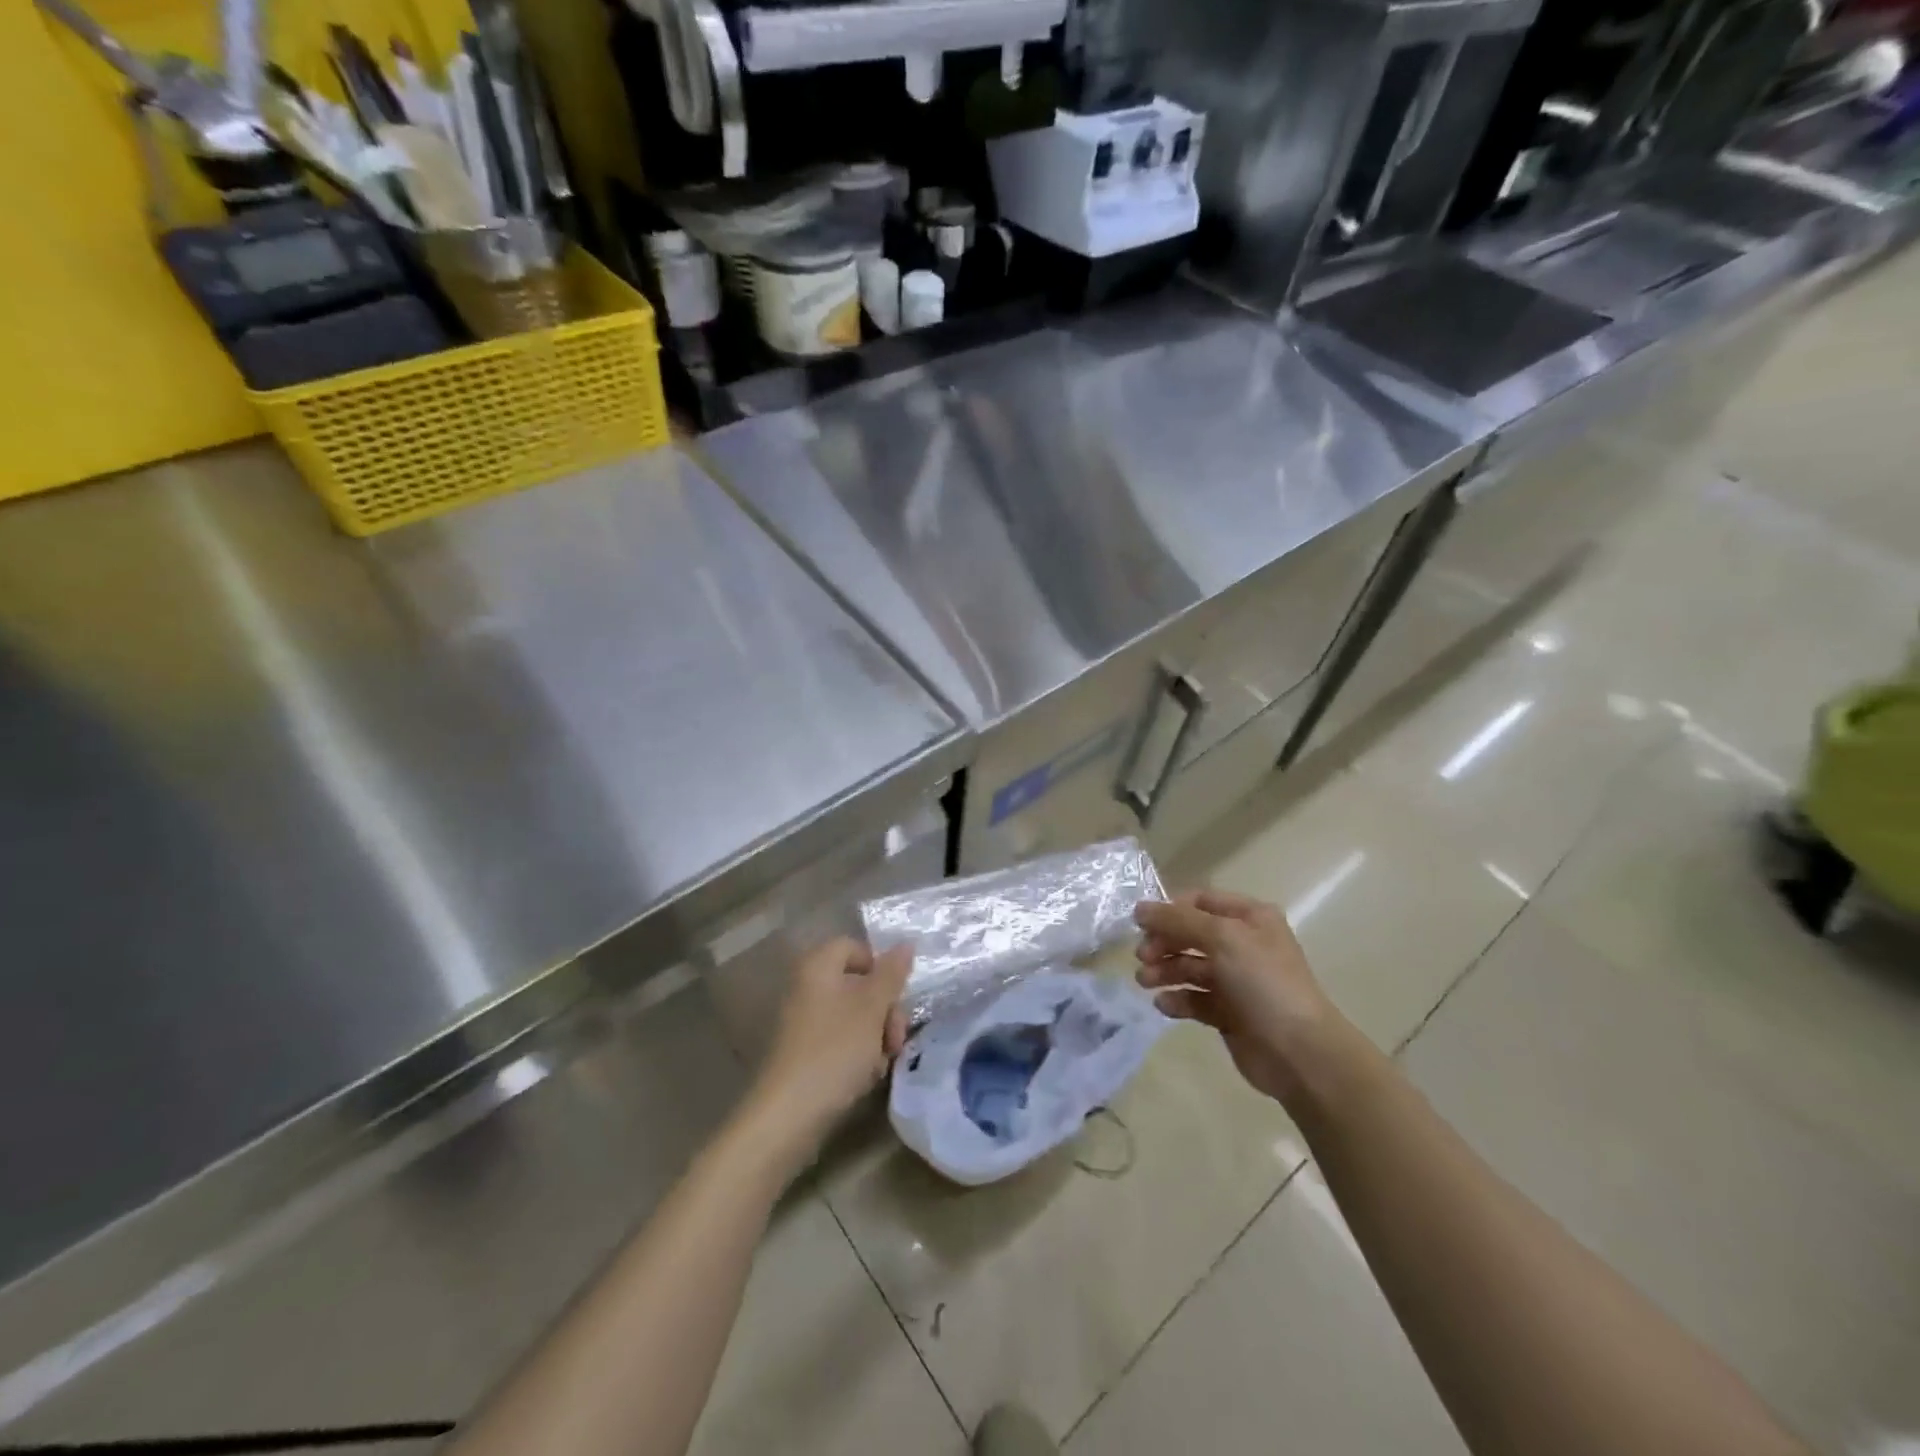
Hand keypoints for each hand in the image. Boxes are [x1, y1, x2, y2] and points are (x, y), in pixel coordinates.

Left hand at [744, 938, 912, 1158]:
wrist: (788, 1114)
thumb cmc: (834, 1050)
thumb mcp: (872, 1008)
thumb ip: (892, 974)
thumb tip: (906, 943)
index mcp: (818, 966)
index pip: (855, 948)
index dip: (880, 967)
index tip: (896, 996)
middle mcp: (807, 987)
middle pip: (858, 983)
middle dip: (884, 1009)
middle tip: (896, 1038)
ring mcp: (803, 1022)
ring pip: (853, 1016)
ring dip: (876, 1036)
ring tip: (882, 1062)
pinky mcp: (804, 1053)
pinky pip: (840, 1041)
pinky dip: (858, 1054)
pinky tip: (866, 1076)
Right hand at [1135, 889, 1358, 1111]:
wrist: (1300, 1052)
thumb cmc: (1263, 983)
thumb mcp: (1222, 938)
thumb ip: (1177, 920)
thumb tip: (1139, 908)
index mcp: (1249, 918)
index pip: (1200, 902)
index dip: (1170, 910)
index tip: (1142, 925)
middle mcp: (1243, 944)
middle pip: (1190, 934)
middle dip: (1164, 943)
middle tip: (1142, 957)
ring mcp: (1236, 980)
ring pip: (1189, 967)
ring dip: (1164, 971)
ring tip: (1145, 982)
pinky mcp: (1228, 1013)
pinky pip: (1194, 999)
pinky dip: (1177, 999)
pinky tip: (1165, 1005)